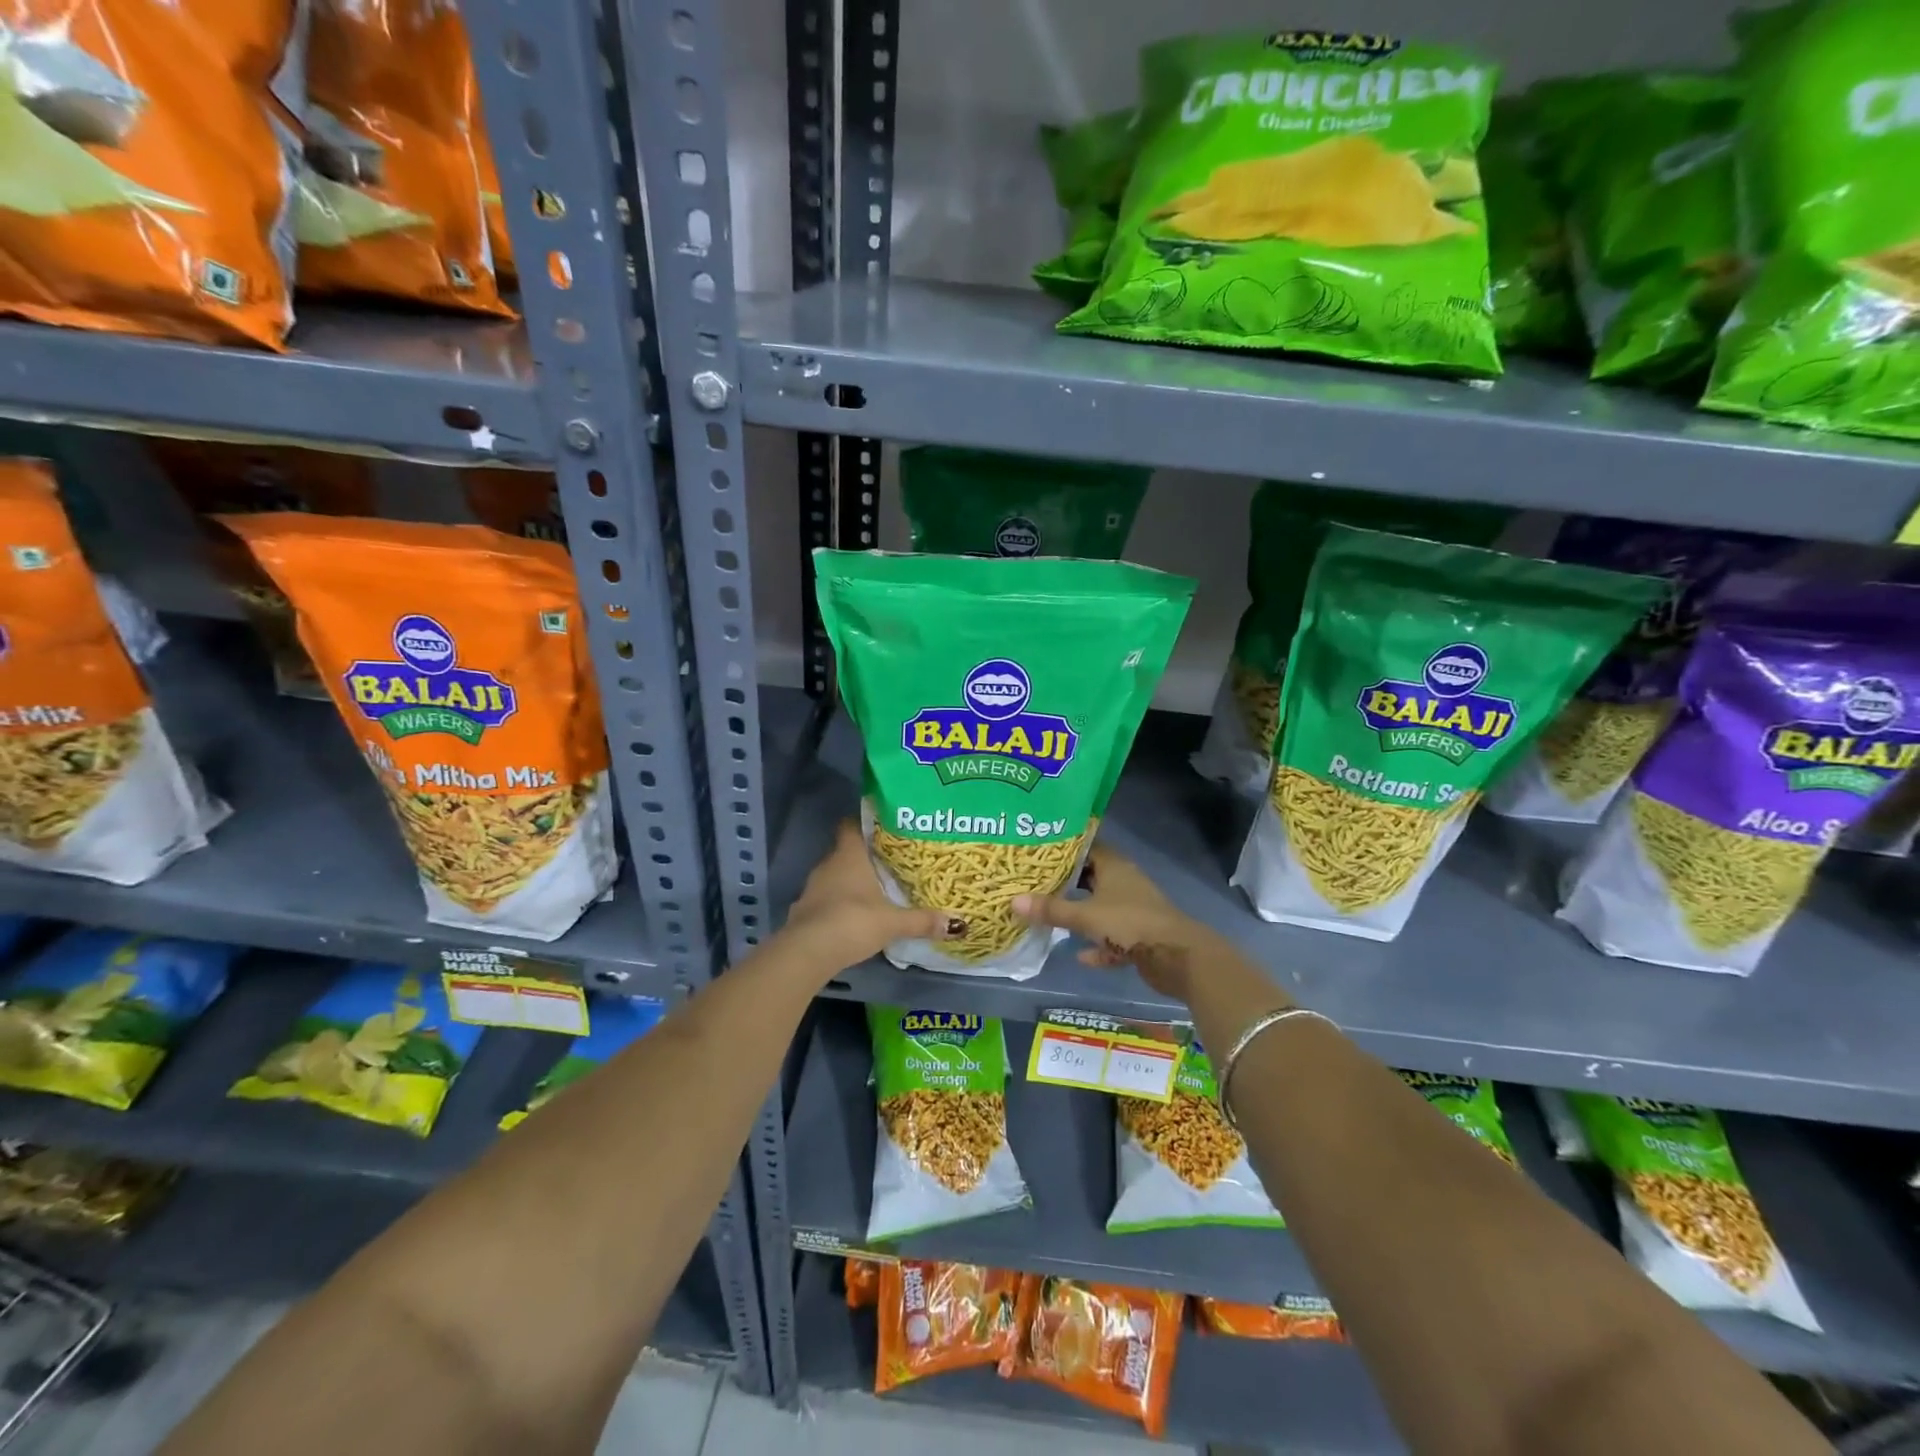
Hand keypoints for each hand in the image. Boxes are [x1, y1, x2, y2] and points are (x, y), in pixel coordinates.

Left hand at [780, 822, 960, 972]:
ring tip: (876, 889)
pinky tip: (854, 915)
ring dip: (850, 882)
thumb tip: (957, 923)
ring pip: (835, 876)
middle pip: (845, 852)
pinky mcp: (804, 911)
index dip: (864, 823)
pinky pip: (825, 899)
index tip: (883, 826)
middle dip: (864, 856)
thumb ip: (922, 920)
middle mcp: (828, 865)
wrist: (807, 952)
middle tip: (890, 861)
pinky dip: (838, 903)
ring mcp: (812, 888)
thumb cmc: (852, 921)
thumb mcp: (893, 922)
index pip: (851, 825)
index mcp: (849, 855)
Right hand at [1013, 843, 1217, 1001]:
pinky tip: (1083, 956)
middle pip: (1092, 877)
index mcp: (1114, 867)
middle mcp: (1125, 883)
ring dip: (1083, 915)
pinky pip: (1114, 938)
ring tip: (1054, 917)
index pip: (1086, 847)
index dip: (1063, 849)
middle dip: (1068, 883)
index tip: (1038, 853)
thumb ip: (1051, 910)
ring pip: (1103, 908)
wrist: (1177, 957)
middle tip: (1037, 885)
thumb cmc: (1129, 924)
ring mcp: (1135, 910)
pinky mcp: (1141, 936)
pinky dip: (1100, 945)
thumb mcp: (1085, 916)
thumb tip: (1013, 901)